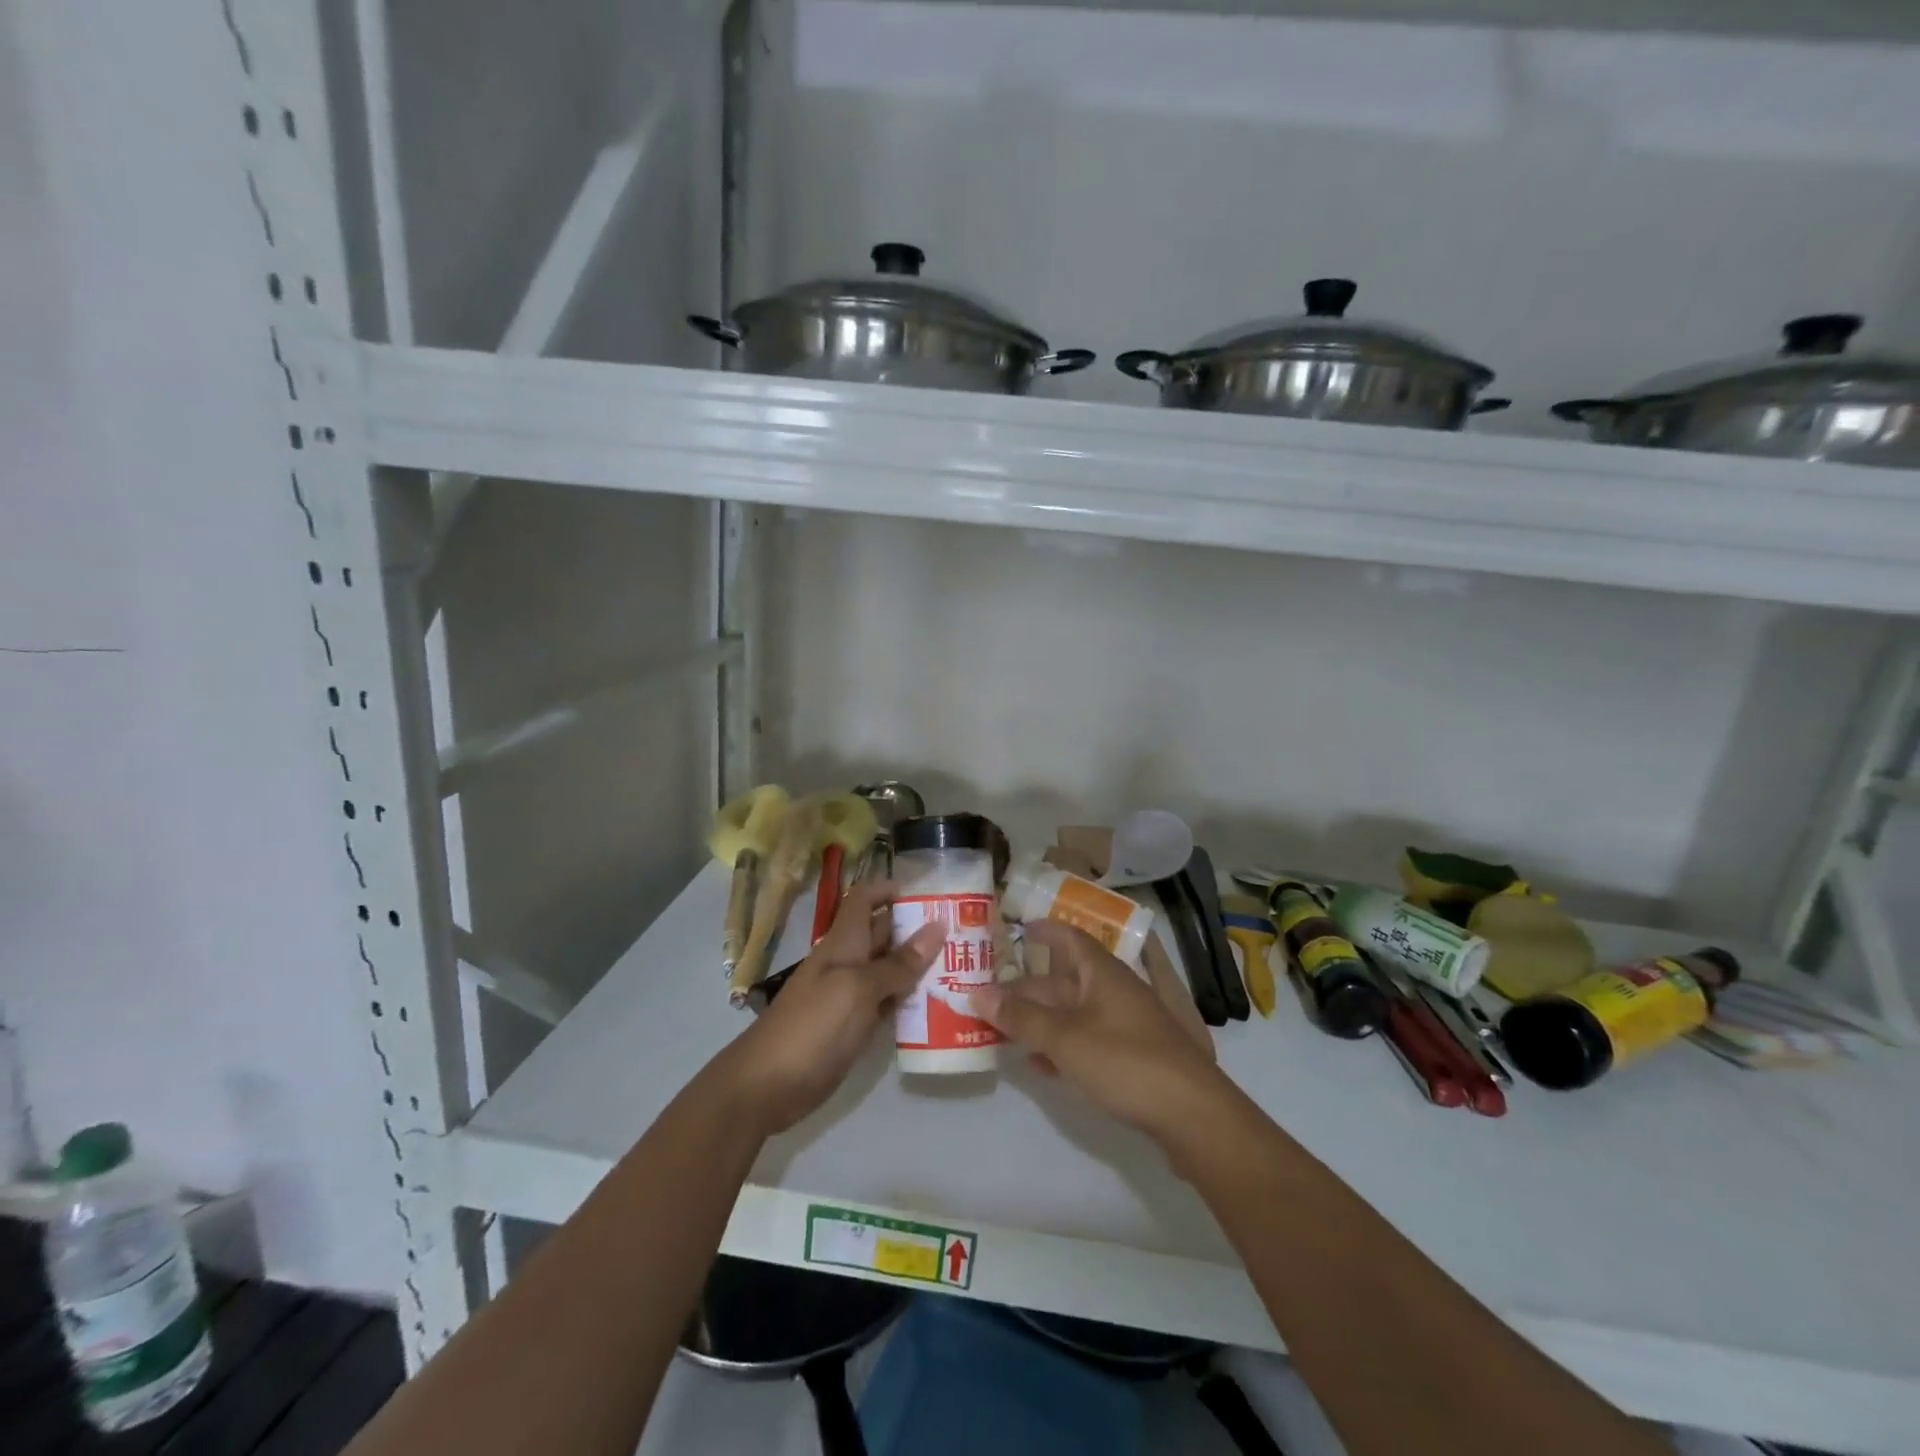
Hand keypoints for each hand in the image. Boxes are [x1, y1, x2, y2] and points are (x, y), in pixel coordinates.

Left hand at [717, 878, 943, 1137]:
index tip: (931, 893)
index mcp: (844, 942)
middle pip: (883, 933)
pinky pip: (885, 1004)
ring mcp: (848, 996)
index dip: (891, 889)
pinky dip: (907, 1001)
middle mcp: (847, 962)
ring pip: (888, 970)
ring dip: (918, 966)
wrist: (765, 1086)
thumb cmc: (813, 1026)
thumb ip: (898, 963)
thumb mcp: (859, 990)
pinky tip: (938, 1005)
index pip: (865, 899)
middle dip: (918, 928)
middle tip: (964, 932)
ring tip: (963, 965)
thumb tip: (937, 928)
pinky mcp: (851, 1027)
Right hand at [971, 920, 1228, 1145]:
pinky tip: (1040, 1064)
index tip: (1020, 928)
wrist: (1192, 1114)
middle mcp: (1116, 991)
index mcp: (1103, 973)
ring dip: (1042, 1019)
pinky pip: (1089, 1040)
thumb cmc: (1125, 1062)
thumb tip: (977, 992)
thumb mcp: (1065, 1039)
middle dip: (1029, 988)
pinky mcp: (1134, 1056)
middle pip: (1066, 981)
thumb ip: (1020, 1017)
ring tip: (1005, 1029)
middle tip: (991, 996)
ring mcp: (1128, 1024)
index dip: (1045, 931)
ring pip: (1076, 1012)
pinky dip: (1063, 1046)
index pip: (1070, 938)